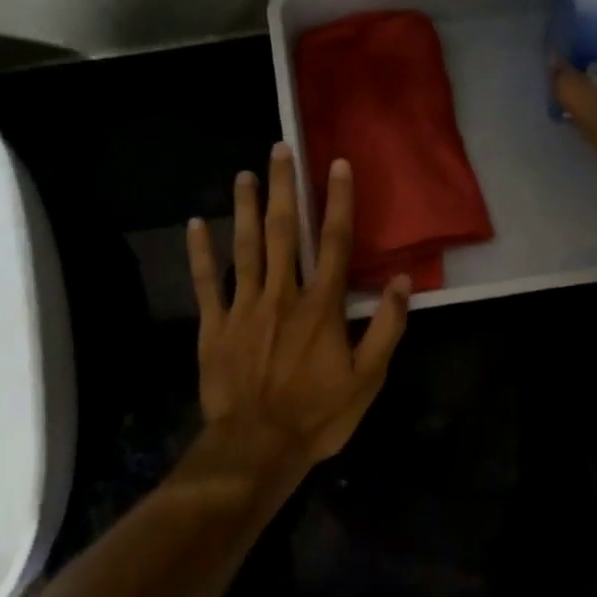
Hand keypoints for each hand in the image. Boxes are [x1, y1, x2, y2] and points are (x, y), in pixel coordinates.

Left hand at [187, 142, 410, 478]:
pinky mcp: (215, 325)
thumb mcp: (367, 379)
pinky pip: (206, 282)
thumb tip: (401, 282)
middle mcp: (282, 295)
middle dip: (284, 188)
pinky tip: (195, 225)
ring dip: (246, 208)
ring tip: (244, 175)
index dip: (338, 202)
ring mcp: (244, 307)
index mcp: (321, 306)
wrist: (256, 446)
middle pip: (285, 232)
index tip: (336, 165)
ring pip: (245, 247)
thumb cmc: (317, 414)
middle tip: (279, 150)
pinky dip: (200, 253)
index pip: (335, 243)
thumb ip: (387, 328)